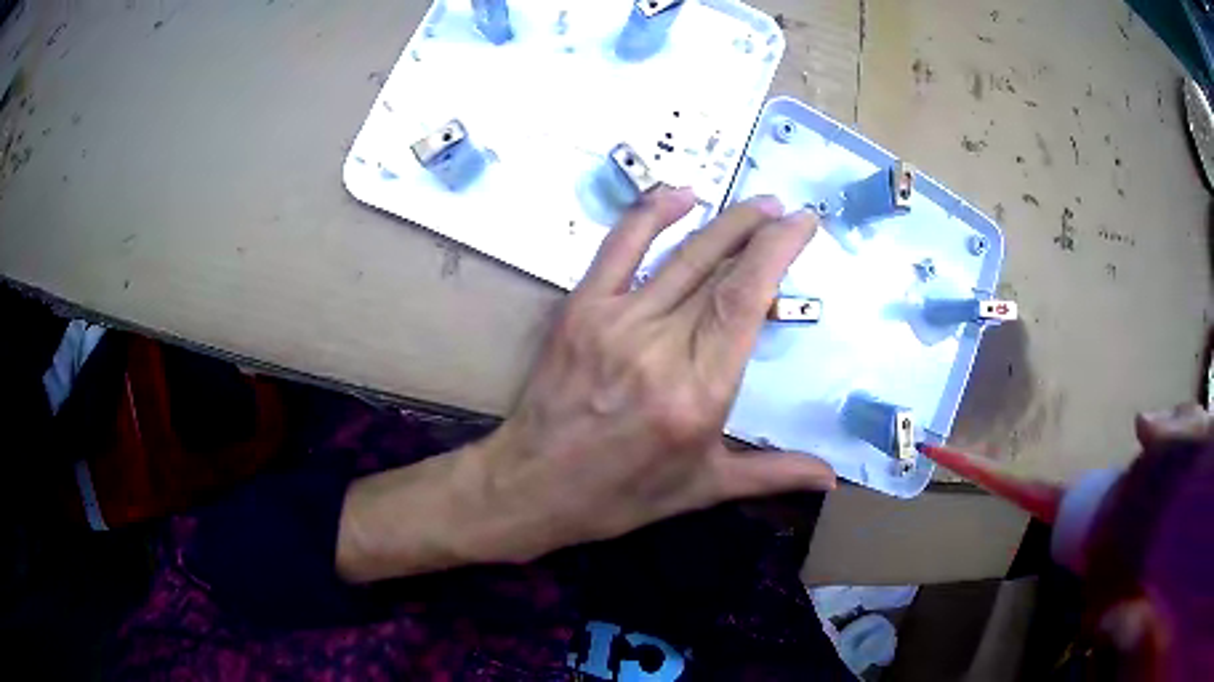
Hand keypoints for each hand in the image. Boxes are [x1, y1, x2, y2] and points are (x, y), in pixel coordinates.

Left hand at [338, 187, 834, 581]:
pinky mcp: (580, 310)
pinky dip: (651, 214)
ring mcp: (616, 322)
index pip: (746, 300)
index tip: (803, 225)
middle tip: (787, 211)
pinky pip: (618, 248)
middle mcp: (661, 348)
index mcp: (699, 393)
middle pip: (720, 270)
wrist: (532, 486)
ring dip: (724, 221)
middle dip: (760, 231)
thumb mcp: (702, 488)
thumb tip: (832, 476)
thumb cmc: (621, 494)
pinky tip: (681, 195)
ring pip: (681, 256)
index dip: (778, 252)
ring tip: (758, 204)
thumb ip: (772, 473)